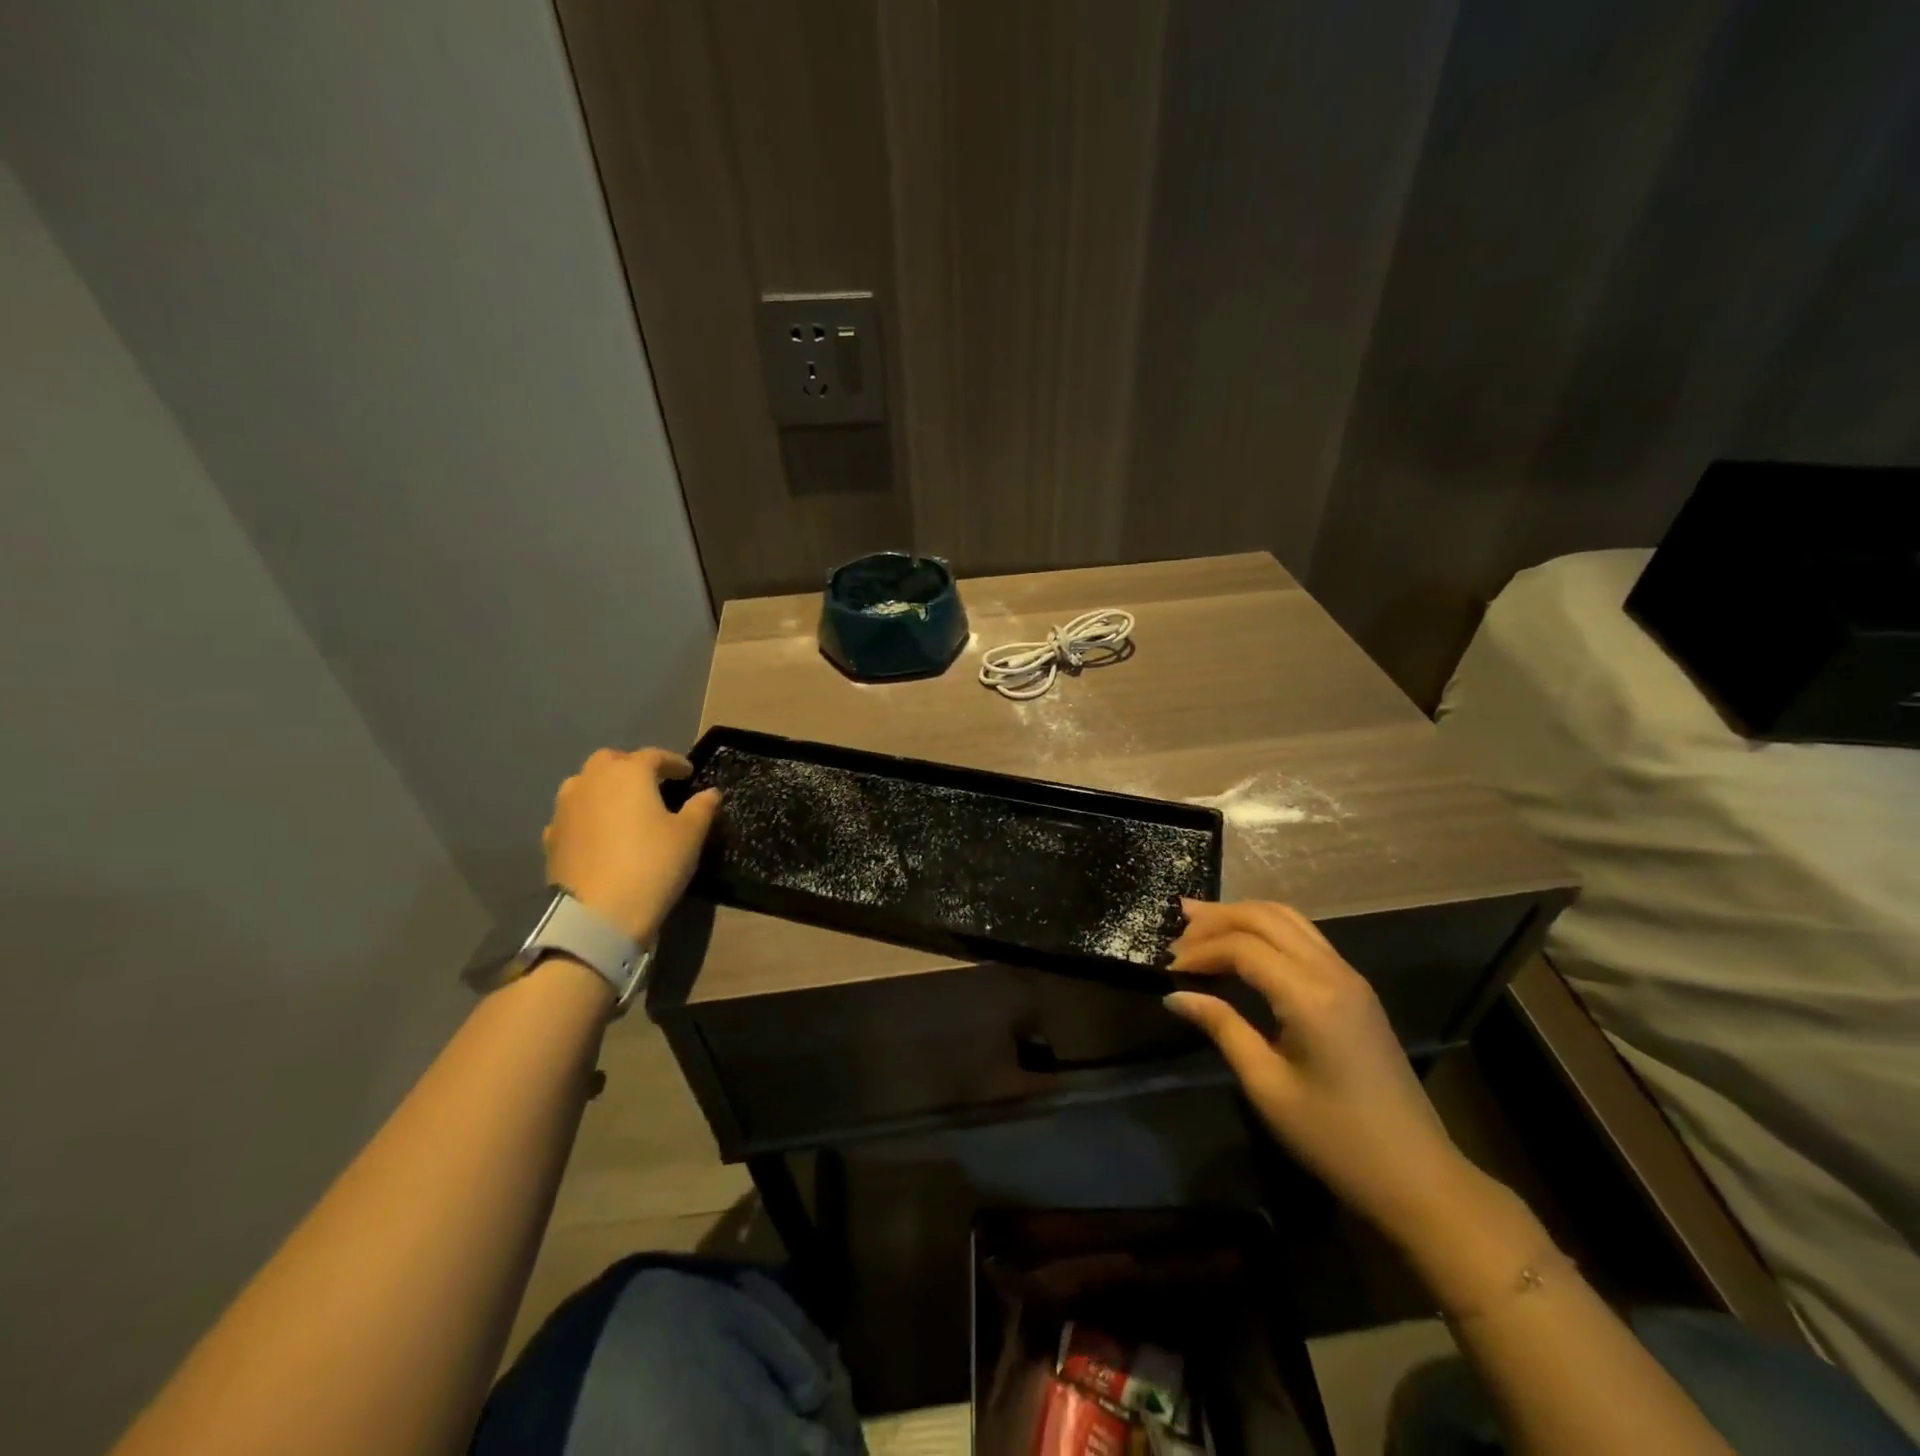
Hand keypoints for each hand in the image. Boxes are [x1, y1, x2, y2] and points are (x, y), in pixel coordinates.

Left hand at [542, 748, 720, 944]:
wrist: (598, 915)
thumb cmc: (652, 865)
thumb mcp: (689, 836)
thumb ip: (701, 808)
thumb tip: (710, 793)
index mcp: (629, 773)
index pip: (654, 756)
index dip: (674, 762)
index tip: (688, 773)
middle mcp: (593, 781)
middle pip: (611, 761)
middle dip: (632, 766)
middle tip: (652, 784)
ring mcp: (566, 808)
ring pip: (585, 783)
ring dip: (604, 787)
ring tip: (623, 806)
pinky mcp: (551, 836)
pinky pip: (572, 814)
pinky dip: (587, 816)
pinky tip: (599, 833)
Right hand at [1163, 899, 1476, 1245]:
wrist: (1418, 1176)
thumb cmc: (1335, 1139)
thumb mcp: (1267, 1087)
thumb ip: (1222, 1028)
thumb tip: (1175, 995)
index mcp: (1311, 996)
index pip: (1244, 947)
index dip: (1201, 951)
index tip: (1168, 969)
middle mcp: (1332, 971)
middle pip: (1265, 917)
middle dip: (1217, 918)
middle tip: (1176, 932)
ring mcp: (1349, 976)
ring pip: (1288, 918)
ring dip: (1242, 916)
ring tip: (1200, 922)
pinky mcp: (1354, 988)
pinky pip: (1304, 936)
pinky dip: (1266, 928)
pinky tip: (1242, 943)